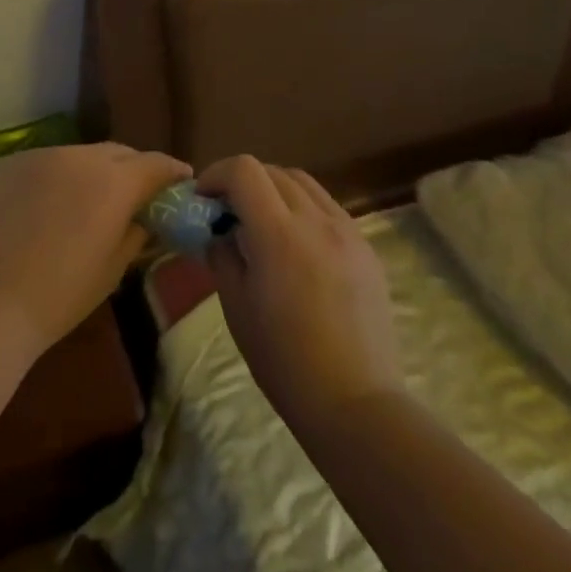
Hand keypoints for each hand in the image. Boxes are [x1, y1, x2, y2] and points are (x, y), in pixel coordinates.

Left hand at [0, 143, 190, 358]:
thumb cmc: (63, 294)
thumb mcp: (116, 266)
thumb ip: (138, 229)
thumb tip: (145, 214)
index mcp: (114, 182)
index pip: (155, 163)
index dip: (172, 172)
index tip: (181, 181)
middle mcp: (78, 156)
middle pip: (117, 153)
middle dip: (131, 169)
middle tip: (135, 193)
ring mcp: (38, 156)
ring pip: (77, 155)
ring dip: (89, 173)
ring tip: (84, 201)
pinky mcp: (5, 164)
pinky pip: (41, 164)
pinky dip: (51, 178)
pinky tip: (43, 207)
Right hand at [199, 157, 404, 430]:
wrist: (355, 401)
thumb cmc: (284, 360)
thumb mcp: (237, 306)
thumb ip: (223, 256)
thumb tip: (220, 232)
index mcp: (279, 234)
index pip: (244, 170)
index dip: (217, 174)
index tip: (204, 199)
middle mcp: (316, 220)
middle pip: (273, 171)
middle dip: (243, 183)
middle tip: (227, 214)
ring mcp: (347, 230)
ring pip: (304, 184)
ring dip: (274, 191)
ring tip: (261, 224)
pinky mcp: (366, 247)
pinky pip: (328, 207)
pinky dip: (303, 208)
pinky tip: (296, 243)